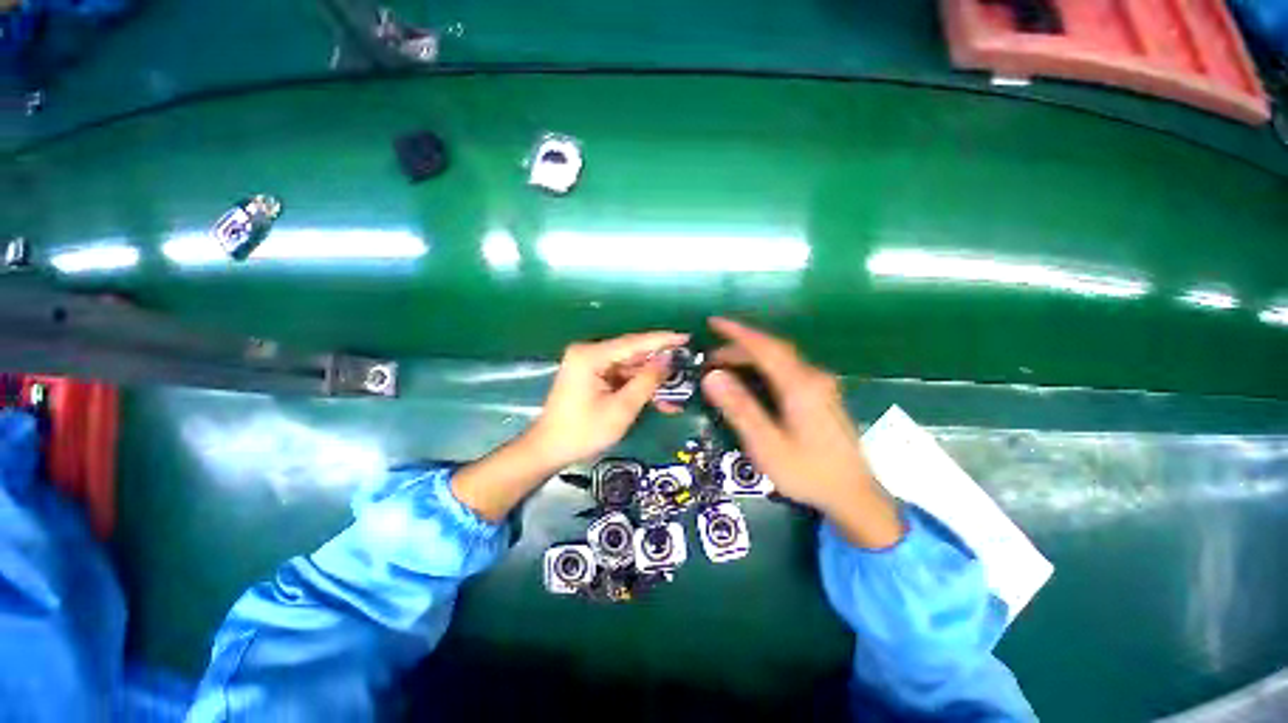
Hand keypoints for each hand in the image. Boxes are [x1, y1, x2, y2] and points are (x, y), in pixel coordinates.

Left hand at [452, 330, 686, 521]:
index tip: (686, 337)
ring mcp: (588, 364)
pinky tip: (658, 397)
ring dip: (650, 378)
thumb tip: (667, 360)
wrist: (548, 449)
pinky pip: (619, 376)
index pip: (634, 343)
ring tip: (677, 385)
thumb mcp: (621, 409)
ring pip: (628, 366)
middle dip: (658, 361)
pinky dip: (636, 386)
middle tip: (687, 361)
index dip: (662, 340)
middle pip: (631, 353)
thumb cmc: (584, 431)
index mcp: (591, 356)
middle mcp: (588, 352)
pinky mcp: (590, 375)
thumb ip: (646, 381)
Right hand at [700, 318, 902, 547]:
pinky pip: (787, 368)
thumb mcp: (766, 444)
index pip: (764, 347)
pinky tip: (751, 377)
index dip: (737, 332)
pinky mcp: (821, 393)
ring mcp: (820, 384)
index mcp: (800, 385)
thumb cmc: (808, 472)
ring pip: (780, 358)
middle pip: (772, 350)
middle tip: (710, 358)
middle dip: (739, 347)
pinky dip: (763, 365)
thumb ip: (740, 408)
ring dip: (751, 356)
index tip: (714, 321)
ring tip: (724, 365)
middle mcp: (813, 376)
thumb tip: (712, 376)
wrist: (854, 495)